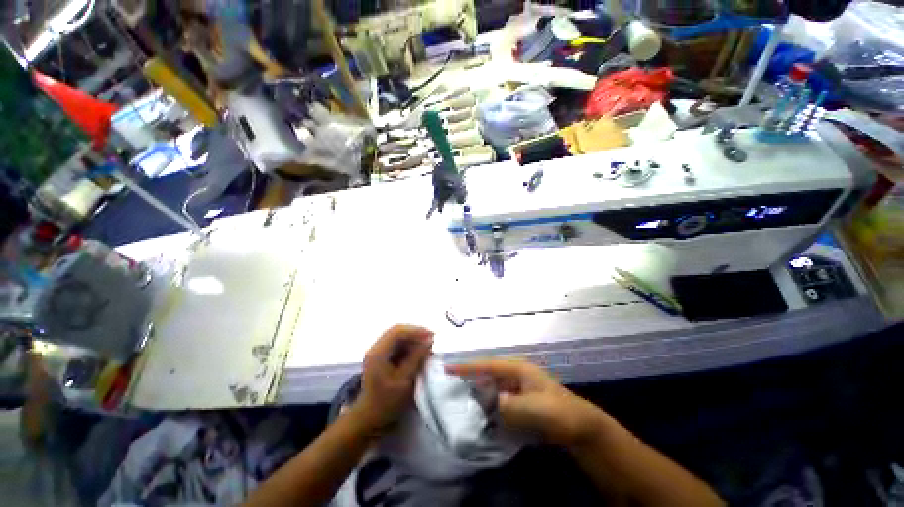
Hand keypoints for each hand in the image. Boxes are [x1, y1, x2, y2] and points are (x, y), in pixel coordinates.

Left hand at [351, 324, 433, 433]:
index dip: (416, 330)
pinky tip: (419, 354)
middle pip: (398, 331)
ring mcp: (378, 352)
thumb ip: (417, 358)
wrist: (369, 418)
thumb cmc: (387, 402)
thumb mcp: (404, 380)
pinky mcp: (382, 357)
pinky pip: (398, 345)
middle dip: (416, 333)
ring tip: (427, 348)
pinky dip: (410, 347)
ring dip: (414, 340)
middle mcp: (376, 348)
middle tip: (431, 340)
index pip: (397, 331)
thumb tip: (430, 340)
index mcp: (378, 353)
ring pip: (399, 337)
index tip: (431, 336)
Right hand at [447, 359, 605, 446]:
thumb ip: (511, 406)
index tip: (447, 367)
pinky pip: (499, 399)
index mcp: (517, 369)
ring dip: (478, 392)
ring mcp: (517, 386)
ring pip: (492, 386)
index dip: (467, 367)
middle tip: (450, 384)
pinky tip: (481, 412)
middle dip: (470, 377)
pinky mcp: (520, 400)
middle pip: (487, 373)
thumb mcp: (535, 408)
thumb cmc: (558, 412)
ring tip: (461, 399)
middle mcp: (514, 374)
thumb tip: (493, 402)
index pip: (487, 365)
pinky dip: (489, 403)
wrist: (580, 426)